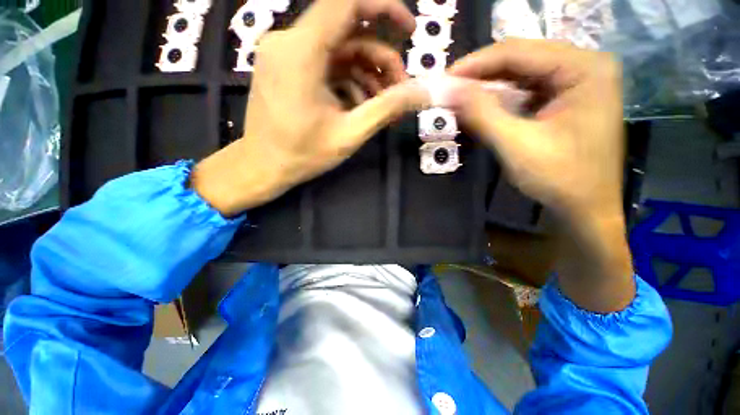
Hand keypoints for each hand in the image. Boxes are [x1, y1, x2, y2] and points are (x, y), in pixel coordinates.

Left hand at [192, 0, 428, 216]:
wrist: (264, 167)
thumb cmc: (303, 154)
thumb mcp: (351, 133)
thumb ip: (388, 107)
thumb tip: (424, 91)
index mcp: (300, 51)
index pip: (347, 3)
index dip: (384, 7)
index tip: (409, 29)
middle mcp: (288, 42)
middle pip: (347, 31)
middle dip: (380, 58)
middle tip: (400, 90)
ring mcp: (285, 54)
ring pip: (339, 51)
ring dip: (367, 74)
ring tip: (383, 105)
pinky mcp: (287, 68)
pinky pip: (326, 64)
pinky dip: (349, 80)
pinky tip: (361, 105)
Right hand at [448, 39, 633, 311]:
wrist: (586, 221)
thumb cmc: (563, 187)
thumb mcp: (518, 148)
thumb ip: (482, 114)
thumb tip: (446, 91)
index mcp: (583, 70)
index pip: (514, 54)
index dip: (472, 66)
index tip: (439, 81)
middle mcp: (578, 70)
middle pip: (512, 64)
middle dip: (472, 78)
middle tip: (438, 93)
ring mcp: (566, 89)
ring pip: (511, 80)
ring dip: (478, 93)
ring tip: (448, 105)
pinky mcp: (553, 107)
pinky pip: (513, 97)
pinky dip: (488, 105)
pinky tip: (469, 116)